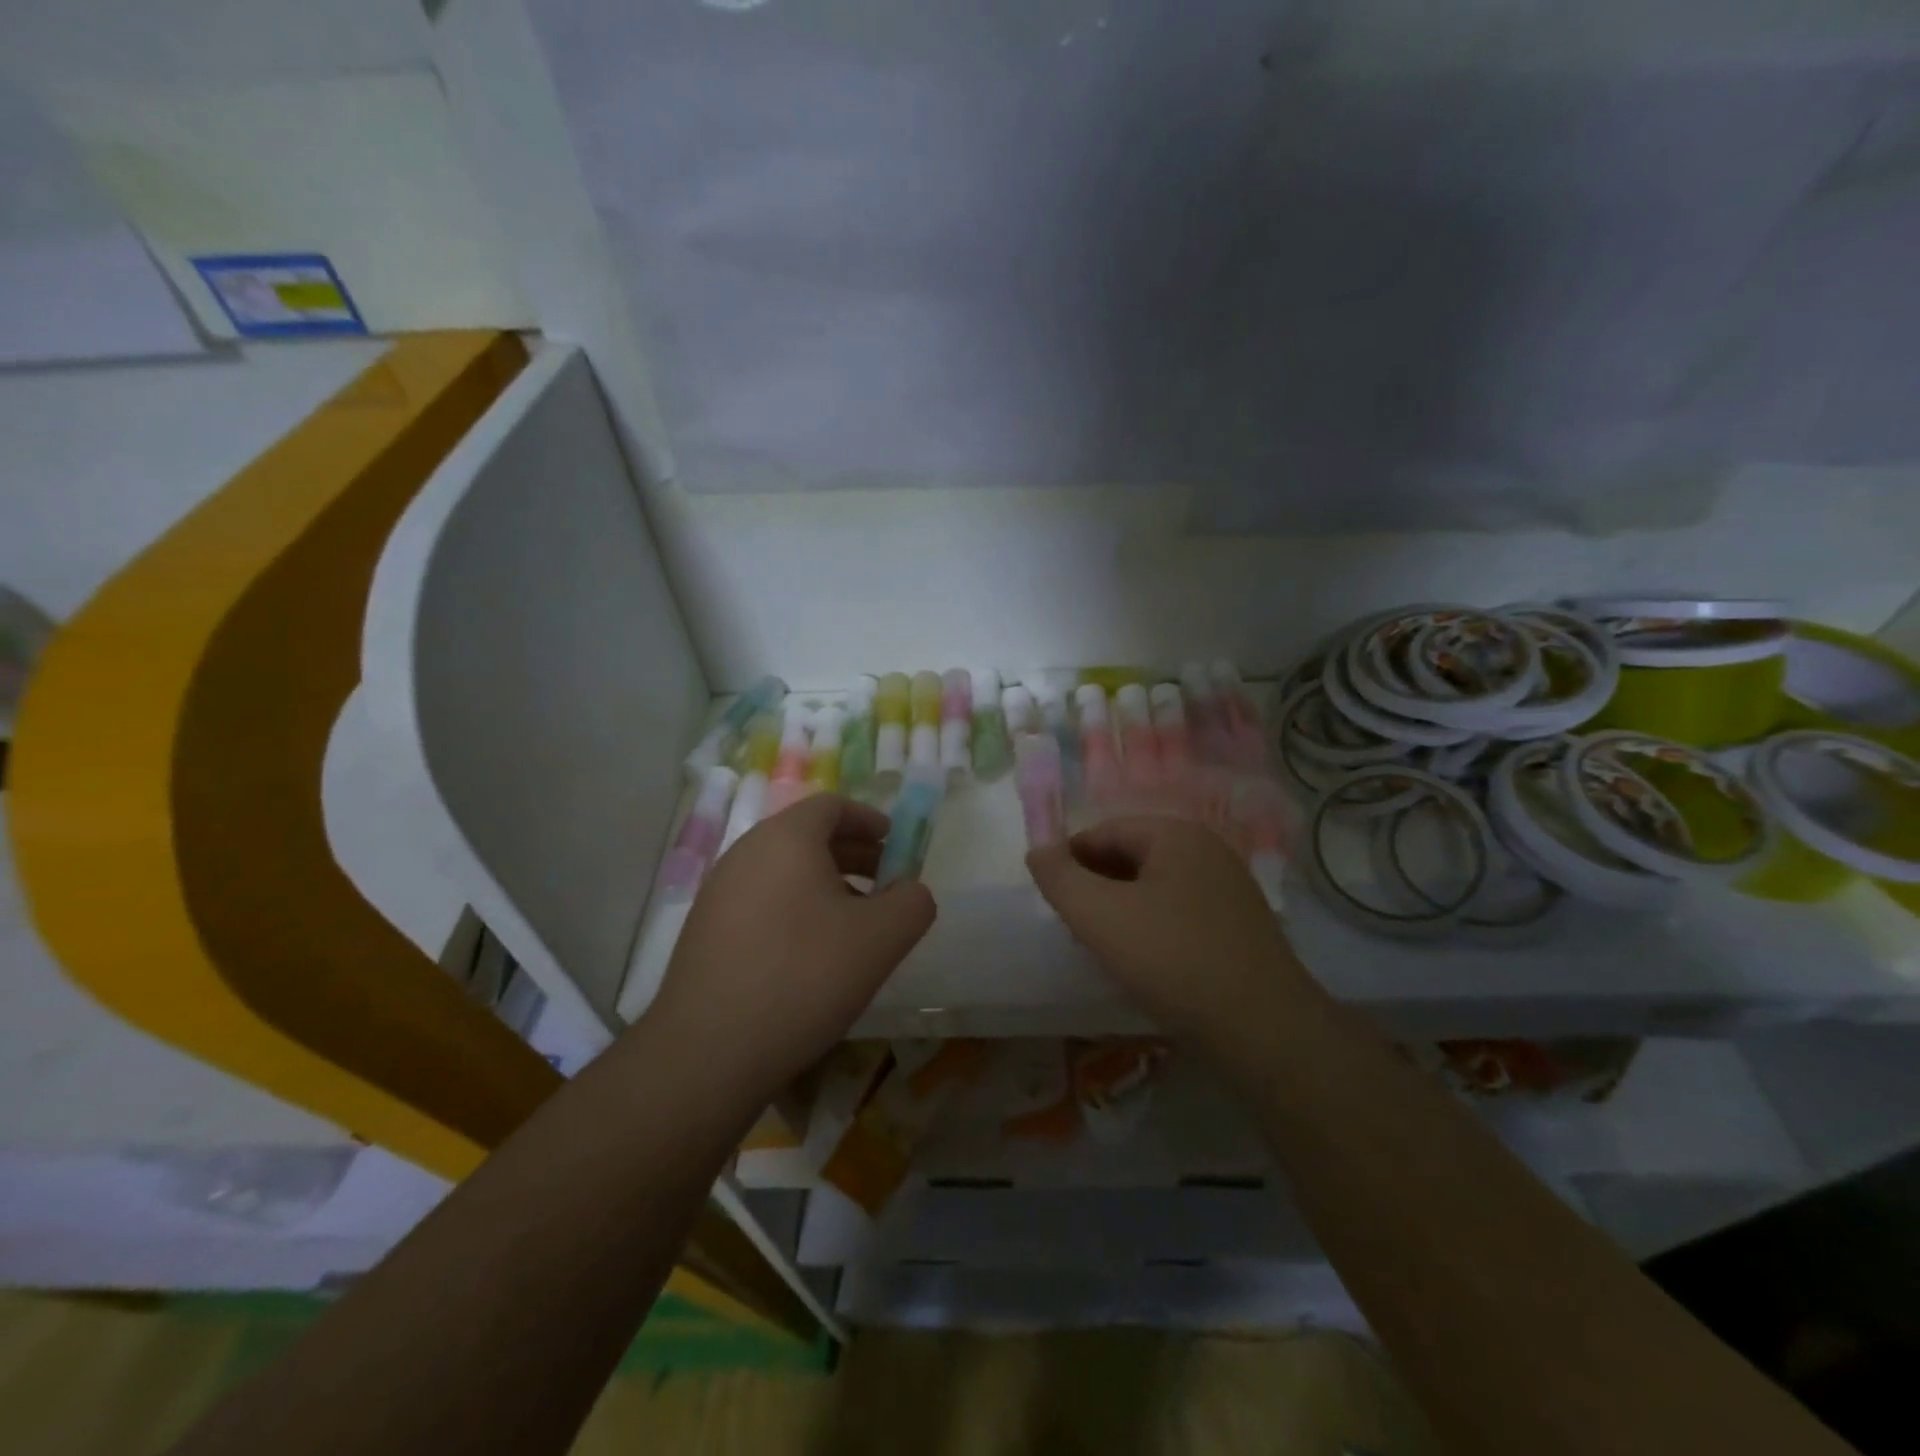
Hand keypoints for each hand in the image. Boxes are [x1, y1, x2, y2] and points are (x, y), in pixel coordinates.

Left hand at [644, 794, 936, 1098]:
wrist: (708, 1052)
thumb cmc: (804, 977)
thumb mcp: (881, 939)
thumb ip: (912, 903)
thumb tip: (911, 892)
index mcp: (785, 838)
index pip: (831, 805)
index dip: (869, 819)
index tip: (894, 843)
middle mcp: (746, 853)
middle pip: (806, 836)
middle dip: (852, 853)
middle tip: (885, 883)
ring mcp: (719, 892)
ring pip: (783, 871)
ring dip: (825, 884)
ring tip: (854, 924)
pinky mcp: (705, 931)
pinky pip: (761, 900)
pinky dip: (795, 908)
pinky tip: (812, 955)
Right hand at [1027, 816, 1310, 1050]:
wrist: (1264, 1031)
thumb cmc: (1173, 960)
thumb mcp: (1100, 916)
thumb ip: (1060, 878)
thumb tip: (1037, 851)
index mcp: (1177, 835)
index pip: (1105, 831)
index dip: (1070, 859)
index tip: (1050, 898)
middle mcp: (1208, 851)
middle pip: (1132, 856)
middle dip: (1095, 885)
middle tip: (1072, 924)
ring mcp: (1229, 889)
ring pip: (1155, 887)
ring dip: (1121, 908)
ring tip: (1101, 945)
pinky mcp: (1239, 927)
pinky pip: (1179, 912)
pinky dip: (1151, 927)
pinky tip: (1143, 961)